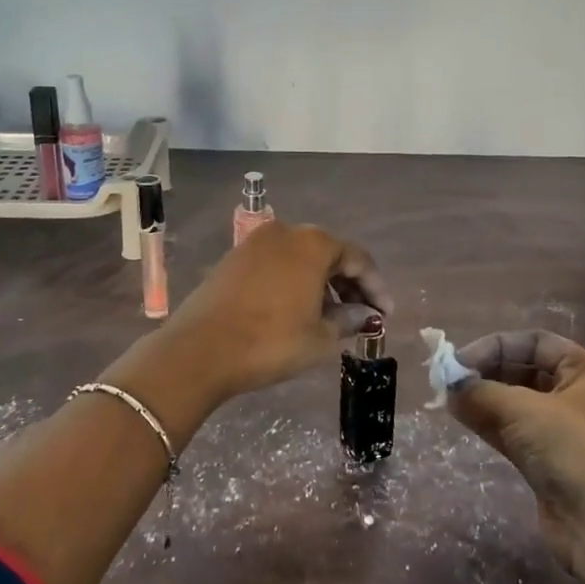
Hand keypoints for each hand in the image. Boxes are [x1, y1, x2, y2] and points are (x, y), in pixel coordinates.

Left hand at [157, 222, 395, 401]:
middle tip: (361, 314)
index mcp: (313, 244)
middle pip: (329, 253)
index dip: (376, 288)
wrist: (199, 351)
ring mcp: (255, 243)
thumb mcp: (320, 337)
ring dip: (321, 283)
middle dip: (349, 283)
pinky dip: (294, 281)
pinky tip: (298, 308)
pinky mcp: (234, 258)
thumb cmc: (270, 342)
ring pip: (301, 258)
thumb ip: (348, 319)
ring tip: (331, 316)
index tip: (385, 315)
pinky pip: (277, 264)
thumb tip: (363, 314)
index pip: (358, 259)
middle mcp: (286, 232)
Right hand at [446, 331, 584, 577]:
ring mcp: (559, 429)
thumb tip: (447, 384)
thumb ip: (481, 392)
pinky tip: (458, 415)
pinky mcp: (544, 459)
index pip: (534, 343)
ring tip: (446, 396)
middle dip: (485, 371)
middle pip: (522, 369)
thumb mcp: (524, 411)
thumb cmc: (571, 451)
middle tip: (448, 379)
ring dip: (480, 397)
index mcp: (583, 371)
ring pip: (512, 401)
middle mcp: (573, 395)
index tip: (461, 360)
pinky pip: (509, 429)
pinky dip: (485, 421)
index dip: (496, 346)